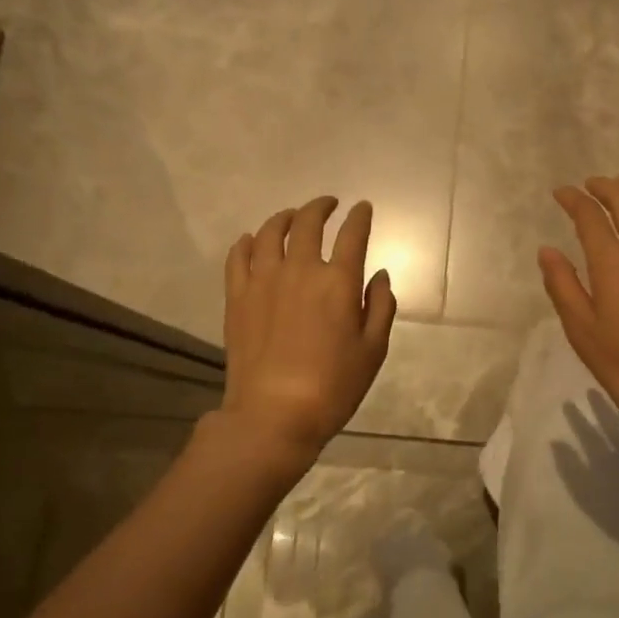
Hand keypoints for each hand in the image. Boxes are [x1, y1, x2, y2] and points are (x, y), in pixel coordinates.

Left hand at [221, 196, 397, 459]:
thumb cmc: (334, 385)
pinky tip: (250, 240)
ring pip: (269, 232)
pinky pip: (238, 256)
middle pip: (308, 223)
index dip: (360, 216)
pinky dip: (246, 242)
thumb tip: (379, 275)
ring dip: (284, 217)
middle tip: (328, 204)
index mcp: (338, 281)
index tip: (363, 208)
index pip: (352, 234)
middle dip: (321, 207)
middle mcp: (300, 270)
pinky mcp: (237, 297)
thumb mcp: (373, 349)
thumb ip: (381, 306)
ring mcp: (263, 280)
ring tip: (292, 216)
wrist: (275, 413)